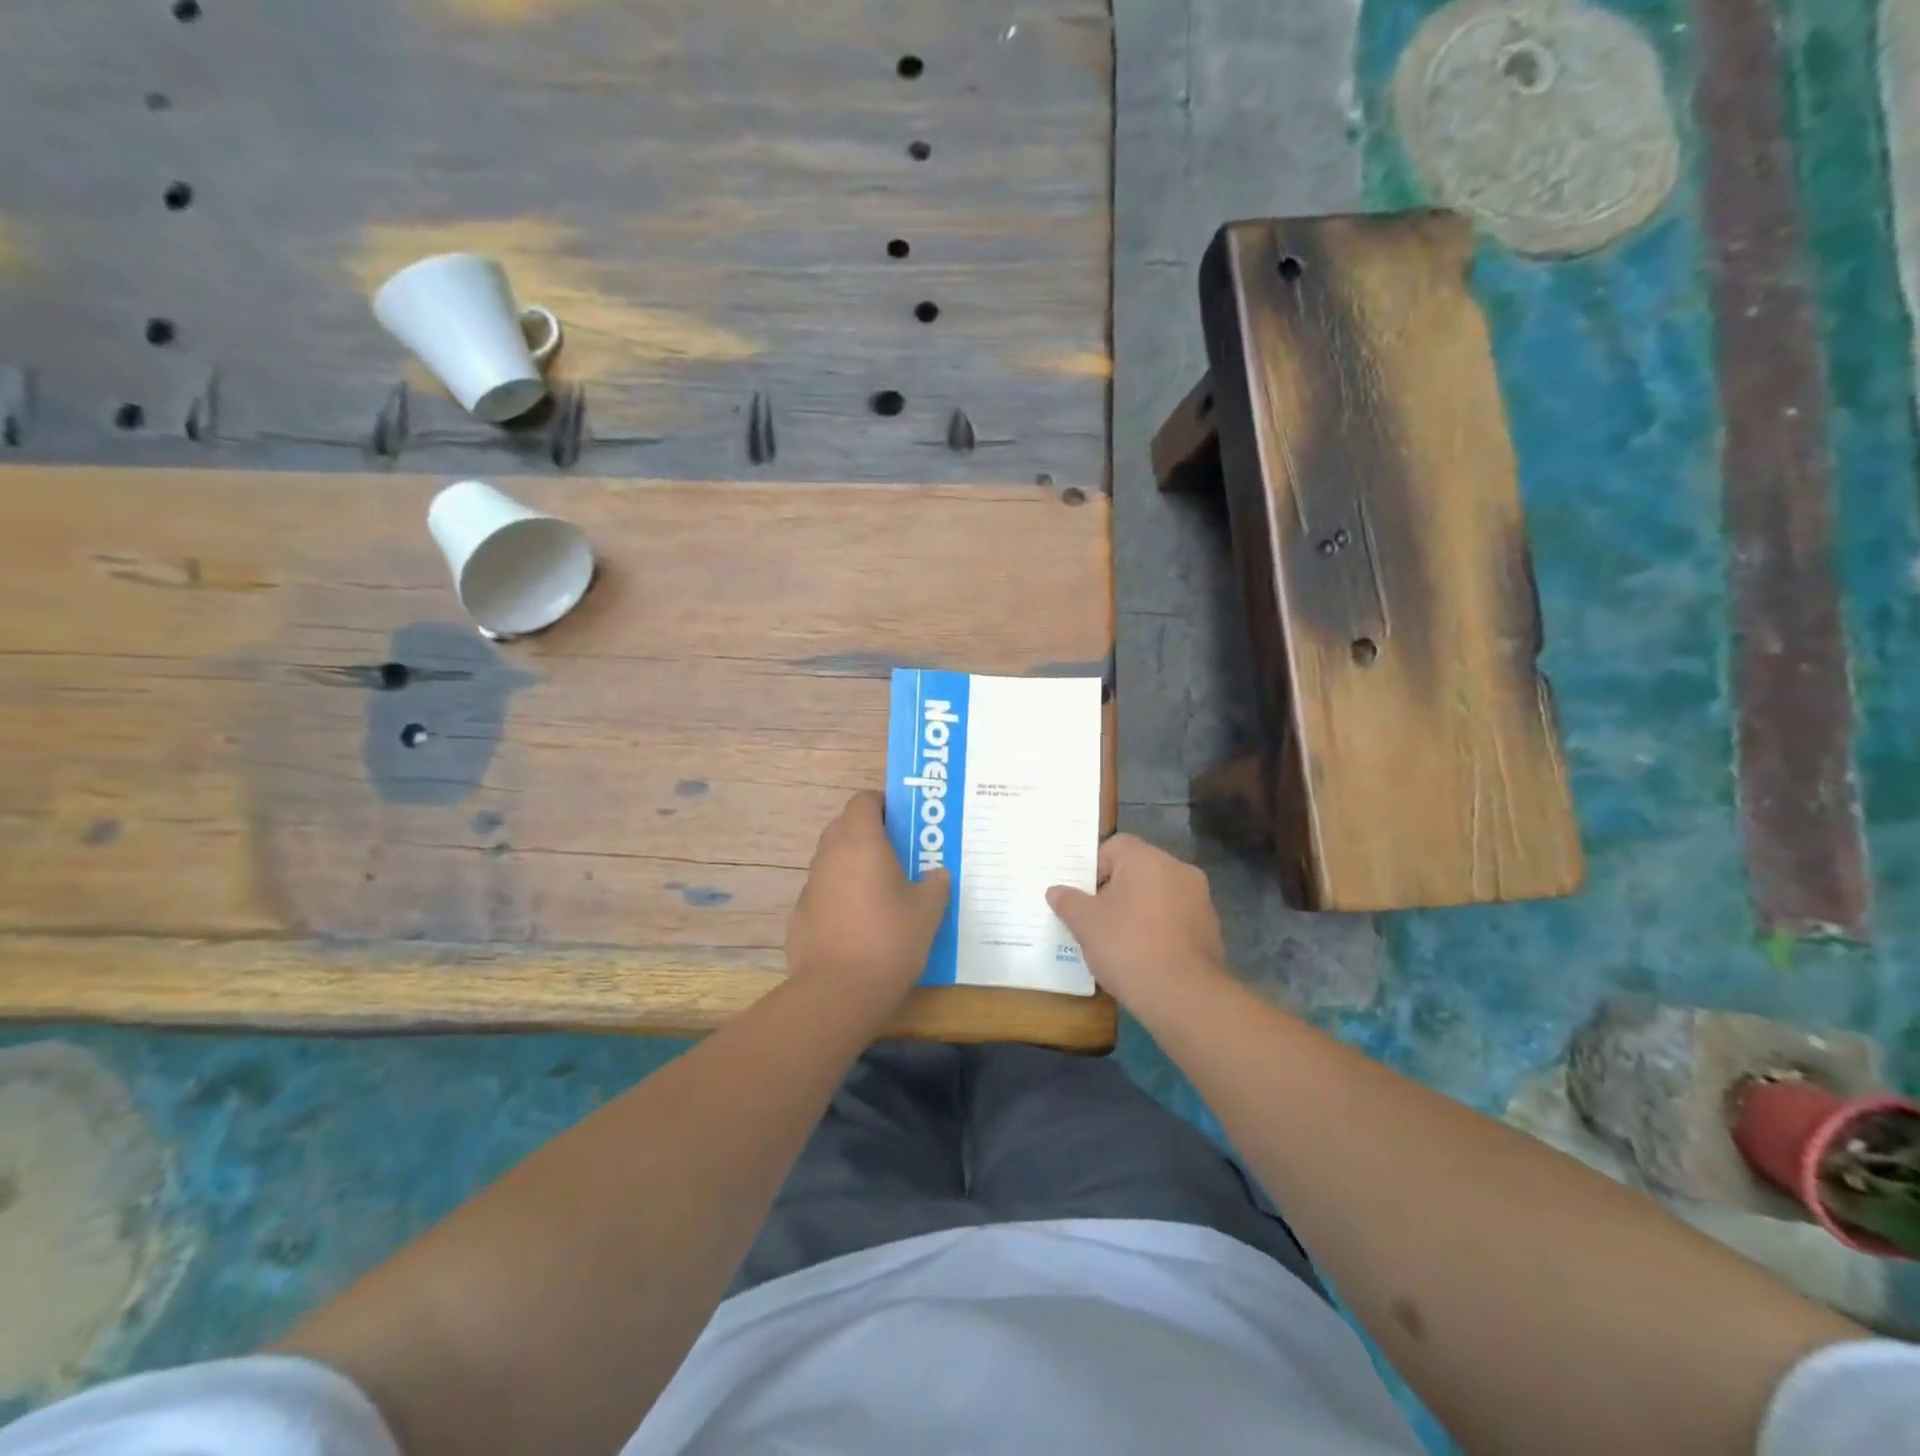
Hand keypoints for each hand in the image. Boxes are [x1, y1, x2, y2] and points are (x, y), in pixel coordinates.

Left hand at [786, 791, 950, 1004]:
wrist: (838, 991)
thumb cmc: (890, 940)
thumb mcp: (928, 911)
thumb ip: (935, 885)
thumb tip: (937, 875)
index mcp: (861, 842)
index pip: (863, 800)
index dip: (882, 804)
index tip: (902, 821)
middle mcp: (830, 855)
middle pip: (844, 825)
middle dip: (867, 832)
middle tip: (896, 852)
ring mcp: (810, 885)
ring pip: (831, 859)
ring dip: (851, 864)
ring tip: (879, 889)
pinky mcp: (799, 915)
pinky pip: (823, 892)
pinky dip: (838, 896)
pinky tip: (857, 924)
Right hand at [1046, 834, 1229, 1011]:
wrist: (1182, 995)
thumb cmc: (1127, 946)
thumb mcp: (1084, 924)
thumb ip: (1068, 901)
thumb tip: (1056, 891)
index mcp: (1146, 858)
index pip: (1115, 846)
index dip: (1095, 868)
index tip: (1086, 897)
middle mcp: (1177, 869)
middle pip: (1138, 869)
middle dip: (1118, 889)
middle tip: (1099, 919)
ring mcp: (1199, 898)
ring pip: (1159, 893)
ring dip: (1141, 908)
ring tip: (1122, 941)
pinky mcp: (1211, 927)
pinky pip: (1177, 917)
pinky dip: (1161, 928)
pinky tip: (1147, 955)